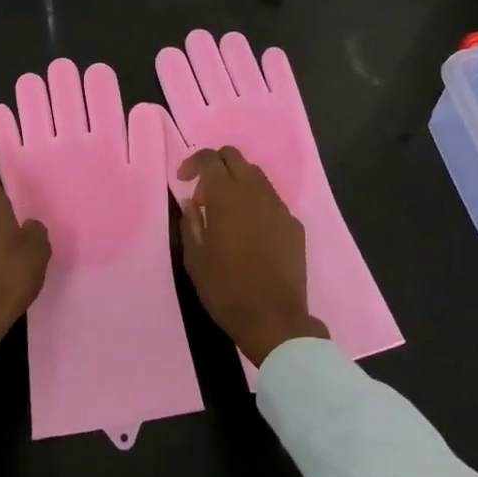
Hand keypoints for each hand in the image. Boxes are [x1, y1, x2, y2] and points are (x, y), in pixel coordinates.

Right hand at [177, 145, 328, 367]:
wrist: (274, 318)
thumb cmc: (225, 289)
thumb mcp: (194, 258)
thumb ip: (190, 222)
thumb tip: (191, 202)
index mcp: (226, 196)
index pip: (209, 159)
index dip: (192, 163)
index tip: (183, 181)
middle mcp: (255, 192)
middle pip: (235, 157)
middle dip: (216, 166)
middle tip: (204, 196)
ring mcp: (279, 207)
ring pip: (256, 176)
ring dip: (237, 183)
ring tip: (226, 214)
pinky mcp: (294, 224)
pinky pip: (272, 201)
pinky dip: (256, 204)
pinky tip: (250, 232)